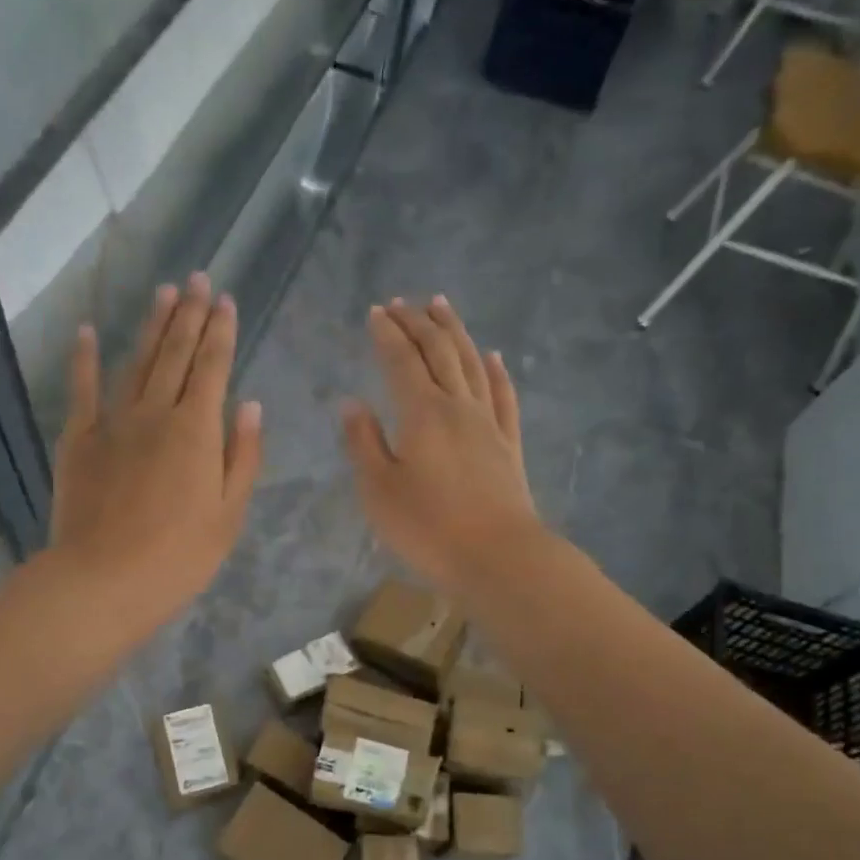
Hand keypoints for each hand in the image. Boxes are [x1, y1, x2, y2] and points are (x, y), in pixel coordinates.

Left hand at [50, 273, 262, 619]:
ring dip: (152, 326)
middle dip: (190, 314)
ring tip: (164, 293)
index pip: (213, 367)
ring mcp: (112, 422)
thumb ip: (242, 457)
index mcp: (197, 431)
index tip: (226, 301)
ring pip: (137, 362)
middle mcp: (155, 413)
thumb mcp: (228, 515)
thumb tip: (250, 405)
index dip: (221, 332)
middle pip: (176, 354)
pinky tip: (89, 331)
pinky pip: (82, 389)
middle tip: (198, 279)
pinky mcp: (78, 439)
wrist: (104, 580)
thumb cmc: (179, 557)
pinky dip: (85, 358)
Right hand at [341, 297, 539, 593]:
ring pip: (472, 363)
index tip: (376, 312)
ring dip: (455, 332)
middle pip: (440, 351)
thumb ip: (363, 443)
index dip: (387, 334)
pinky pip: (503, 396)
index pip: (401, 361)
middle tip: (402, 303)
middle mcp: (458, 406)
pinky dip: (496, 371)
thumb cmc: (428, 528)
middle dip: (418, 323)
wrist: (498, 557)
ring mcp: (488, 423)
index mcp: (422, 413)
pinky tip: (493, 356)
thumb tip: (351, 403)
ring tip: (442, 306)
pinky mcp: (508, 444)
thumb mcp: (378, 490)